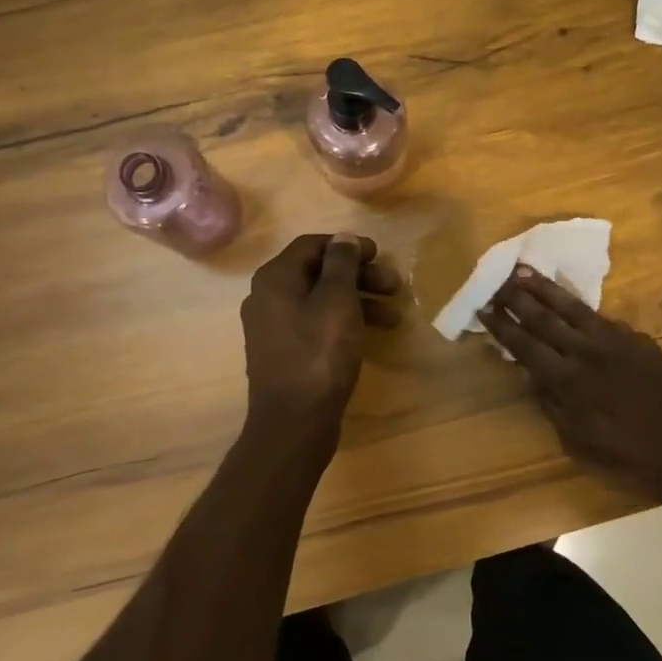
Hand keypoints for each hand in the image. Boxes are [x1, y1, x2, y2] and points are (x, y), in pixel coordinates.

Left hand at [241, 233, 402, 431]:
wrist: (294, 422)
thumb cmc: (319, 355)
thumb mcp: (337, 301)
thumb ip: (341, 264)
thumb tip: (343, 238)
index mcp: (275, 279)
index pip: (312, 245)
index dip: (348, 245)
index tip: (380, 254)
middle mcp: (267, 297)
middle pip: (318, 273)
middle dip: (359, 276)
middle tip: (394, 286)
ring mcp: (273, 328)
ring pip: (320, 301)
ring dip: (358, 301)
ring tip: (393, 317)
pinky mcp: (284, 353)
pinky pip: (315, 324)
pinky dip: (343, 323)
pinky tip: (370, 336)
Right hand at [479, 266, 661, 515]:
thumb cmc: (631, 457)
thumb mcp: (579, 442)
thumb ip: (553, 406)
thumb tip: (532, 377)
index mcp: (568, 381)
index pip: (525, 346)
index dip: (503, 326)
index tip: (484, 306)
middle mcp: (587, 353)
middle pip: (544, 318)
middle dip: (517, 297)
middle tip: (497, 279)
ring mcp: (615, 341)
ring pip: (573, 308)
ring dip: (545, 288)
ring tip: (524, 270)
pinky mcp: (639, 339)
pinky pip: (603, 318)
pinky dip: (582, 308)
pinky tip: (572, 301)